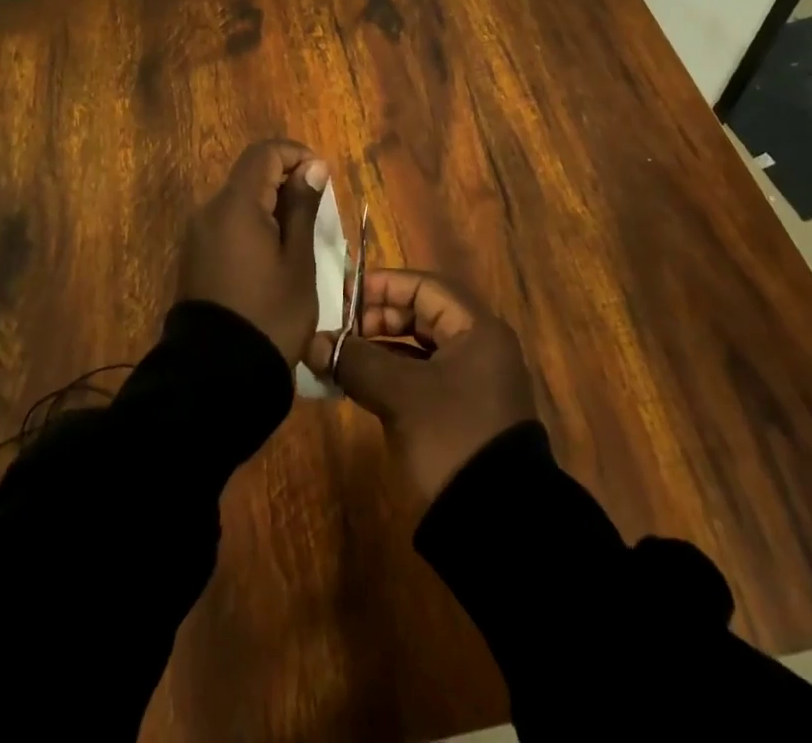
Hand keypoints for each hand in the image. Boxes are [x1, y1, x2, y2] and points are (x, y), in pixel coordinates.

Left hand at [181, 140, 327, 366]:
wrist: (217, 375)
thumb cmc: (270, 315)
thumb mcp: (298, 261)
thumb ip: (302, 207)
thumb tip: (313, 166)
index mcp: (235, 205)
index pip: (264, 153)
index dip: (296, 155)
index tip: (322, 179)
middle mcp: (209, 211)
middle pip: (250, 175)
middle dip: (286, 182)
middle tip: (317, 214)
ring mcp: (197, 235)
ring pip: (239, 201)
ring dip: (270, 206)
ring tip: (298, 240)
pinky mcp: (194, 257)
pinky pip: (227, 225)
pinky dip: (253, 226)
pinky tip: (272, 258)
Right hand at [306, 269, 535, 503]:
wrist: (499, 525)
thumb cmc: (452, 438)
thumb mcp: (399, 395)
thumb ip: (355, 360)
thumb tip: (313, 343)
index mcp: (477, 329)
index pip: (424, 286)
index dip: (382, 286)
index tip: (343, 297)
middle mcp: (480, 347)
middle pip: (422, 315)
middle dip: (376, 319)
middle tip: (339, 332)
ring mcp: (473, 382)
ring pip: (419, 349)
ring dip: (379, 350)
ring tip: (340, 359)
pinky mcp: (463, 413)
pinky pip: (421, 378)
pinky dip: (391, 377)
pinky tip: (359, 386)